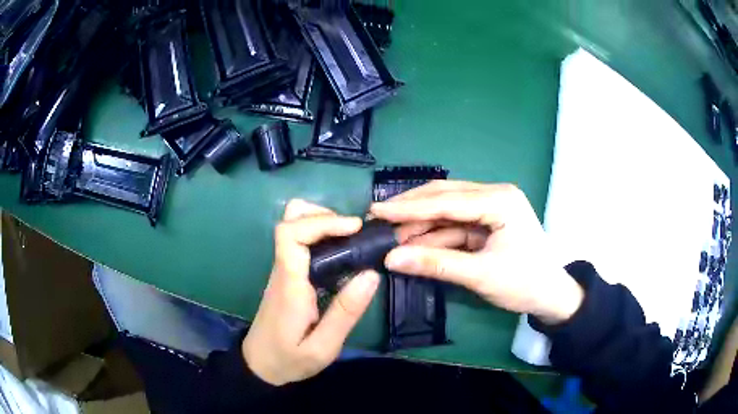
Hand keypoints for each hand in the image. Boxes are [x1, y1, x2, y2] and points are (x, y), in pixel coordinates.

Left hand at [243, 199, 379, 385]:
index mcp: (289, 284)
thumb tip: (371, 275)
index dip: (321, 221)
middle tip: (353, 232)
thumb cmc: (289, 359)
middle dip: (323, 215)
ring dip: (322, 223)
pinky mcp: (286, 275)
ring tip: (351, 239)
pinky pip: (300, 242)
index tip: (354, 228)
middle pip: (289, 219)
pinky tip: (341, 253)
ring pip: (294, 226)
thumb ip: (345, 313)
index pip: (291, 234)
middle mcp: (282, 269)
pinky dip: (321, 235)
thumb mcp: (323, 347)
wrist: (260, 365)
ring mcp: (282, 270)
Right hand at [370, 181, 582, 324]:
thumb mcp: (480, 275)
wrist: (551, 297)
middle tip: (377, 217)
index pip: (447, 200)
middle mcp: (494, 196)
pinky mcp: (486, 224)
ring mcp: (490, 209)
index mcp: (500, 200)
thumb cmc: (524, 283)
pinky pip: (453, 226)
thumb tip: (391, 259)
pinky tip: (412, 243)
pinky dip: (433, 236)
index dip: (409, 207)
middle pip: (444, 197)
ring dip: (419, 224)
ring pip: (446, 211)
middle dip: (411, 209)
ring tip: (389, 234)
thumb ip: (435, 264)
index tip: (376, 210)